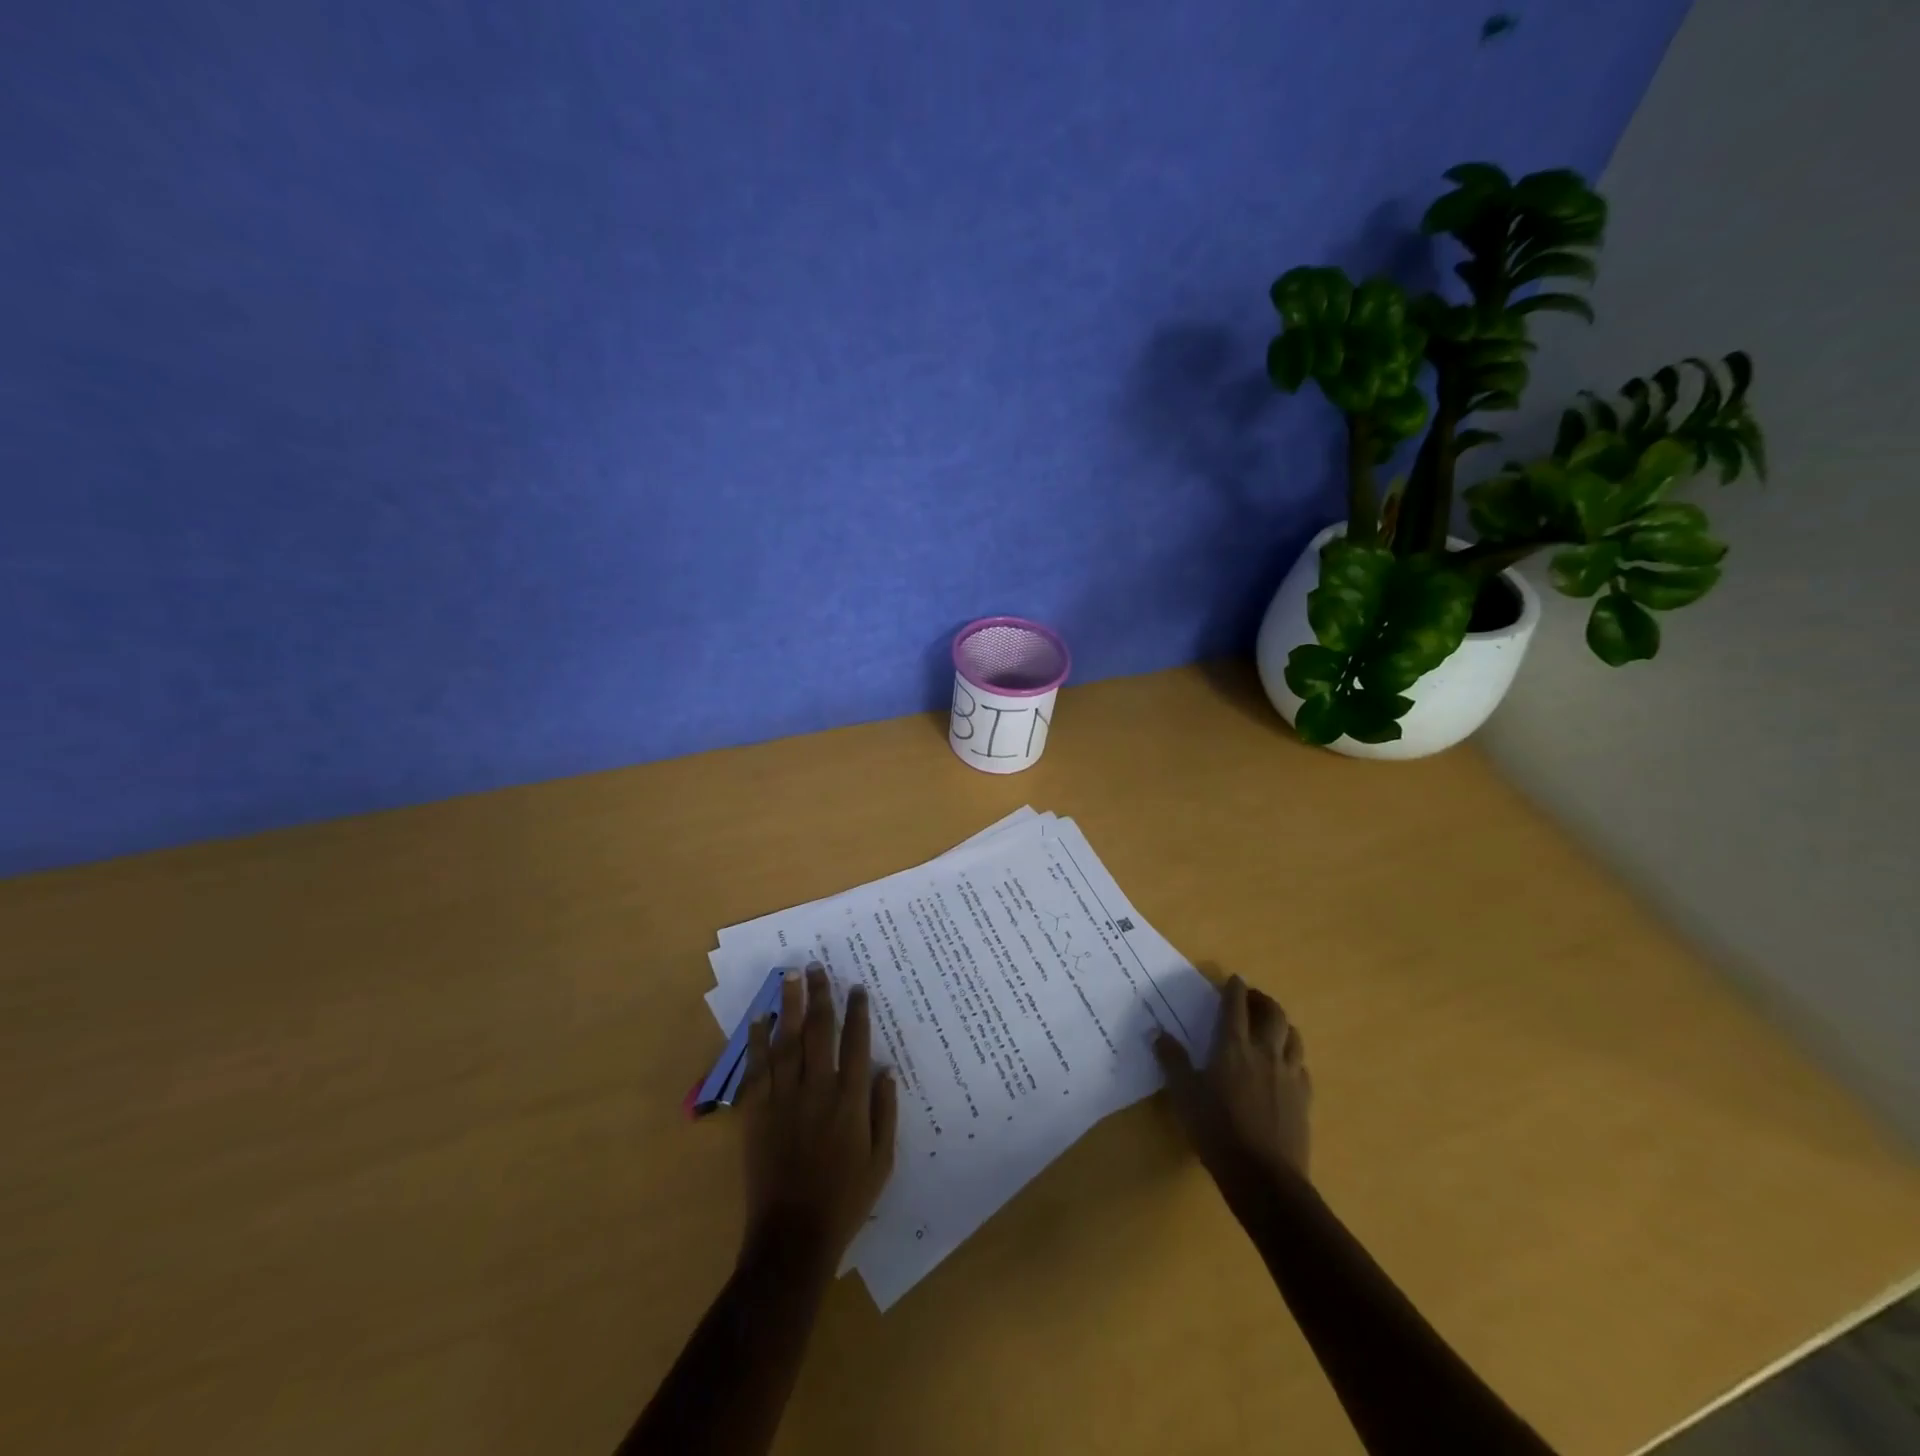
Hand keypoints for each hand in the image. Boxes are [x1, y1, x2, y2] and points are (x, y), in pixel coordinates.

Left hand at [736, 966, 897, 1273]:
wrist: (792, 1237)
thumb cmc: (845, 1200)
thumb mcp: (882, 1161)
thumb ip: (885, 1112)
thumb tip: (887, 1070)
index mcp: (850, 1101)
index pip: (856, 1043)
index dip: (858, 1012)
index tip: (857, 987)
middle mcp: (817, 1090)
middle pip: (818, 1031)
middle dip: (819, 996)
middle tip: (817, 967)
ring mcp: (783, 1099)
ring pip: (786, 1041)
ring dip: (788, 1005)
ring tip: (789, 976)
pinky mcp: (757, 1113)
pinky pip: (756, 1069)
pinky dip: (757, 1041)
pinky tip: (758, 1018)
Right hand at [1153, 973, 1310, 1184]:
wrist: (1264, 1176)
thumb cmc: (1217, 1130)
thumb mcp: (1184, 1095)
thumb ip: (1172, 1061)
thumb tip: (1158, 1033)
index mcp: (1233, 1047)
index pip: (1235, 1006)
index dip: (1234, 988)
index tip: (1234, 979)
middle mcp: (1265, 1052)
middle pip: (1273, 1014)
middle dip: (1263, 1000)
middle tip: (1252, 999)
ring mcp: (1289, 1075)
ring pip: (1293, 1036)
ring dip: (1282, 1024)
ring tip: (1272, 1026)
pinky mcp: (1304, 1098)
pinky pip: (1302, 1066)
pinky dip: (1292, 1056)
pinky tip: (1285, 1066)